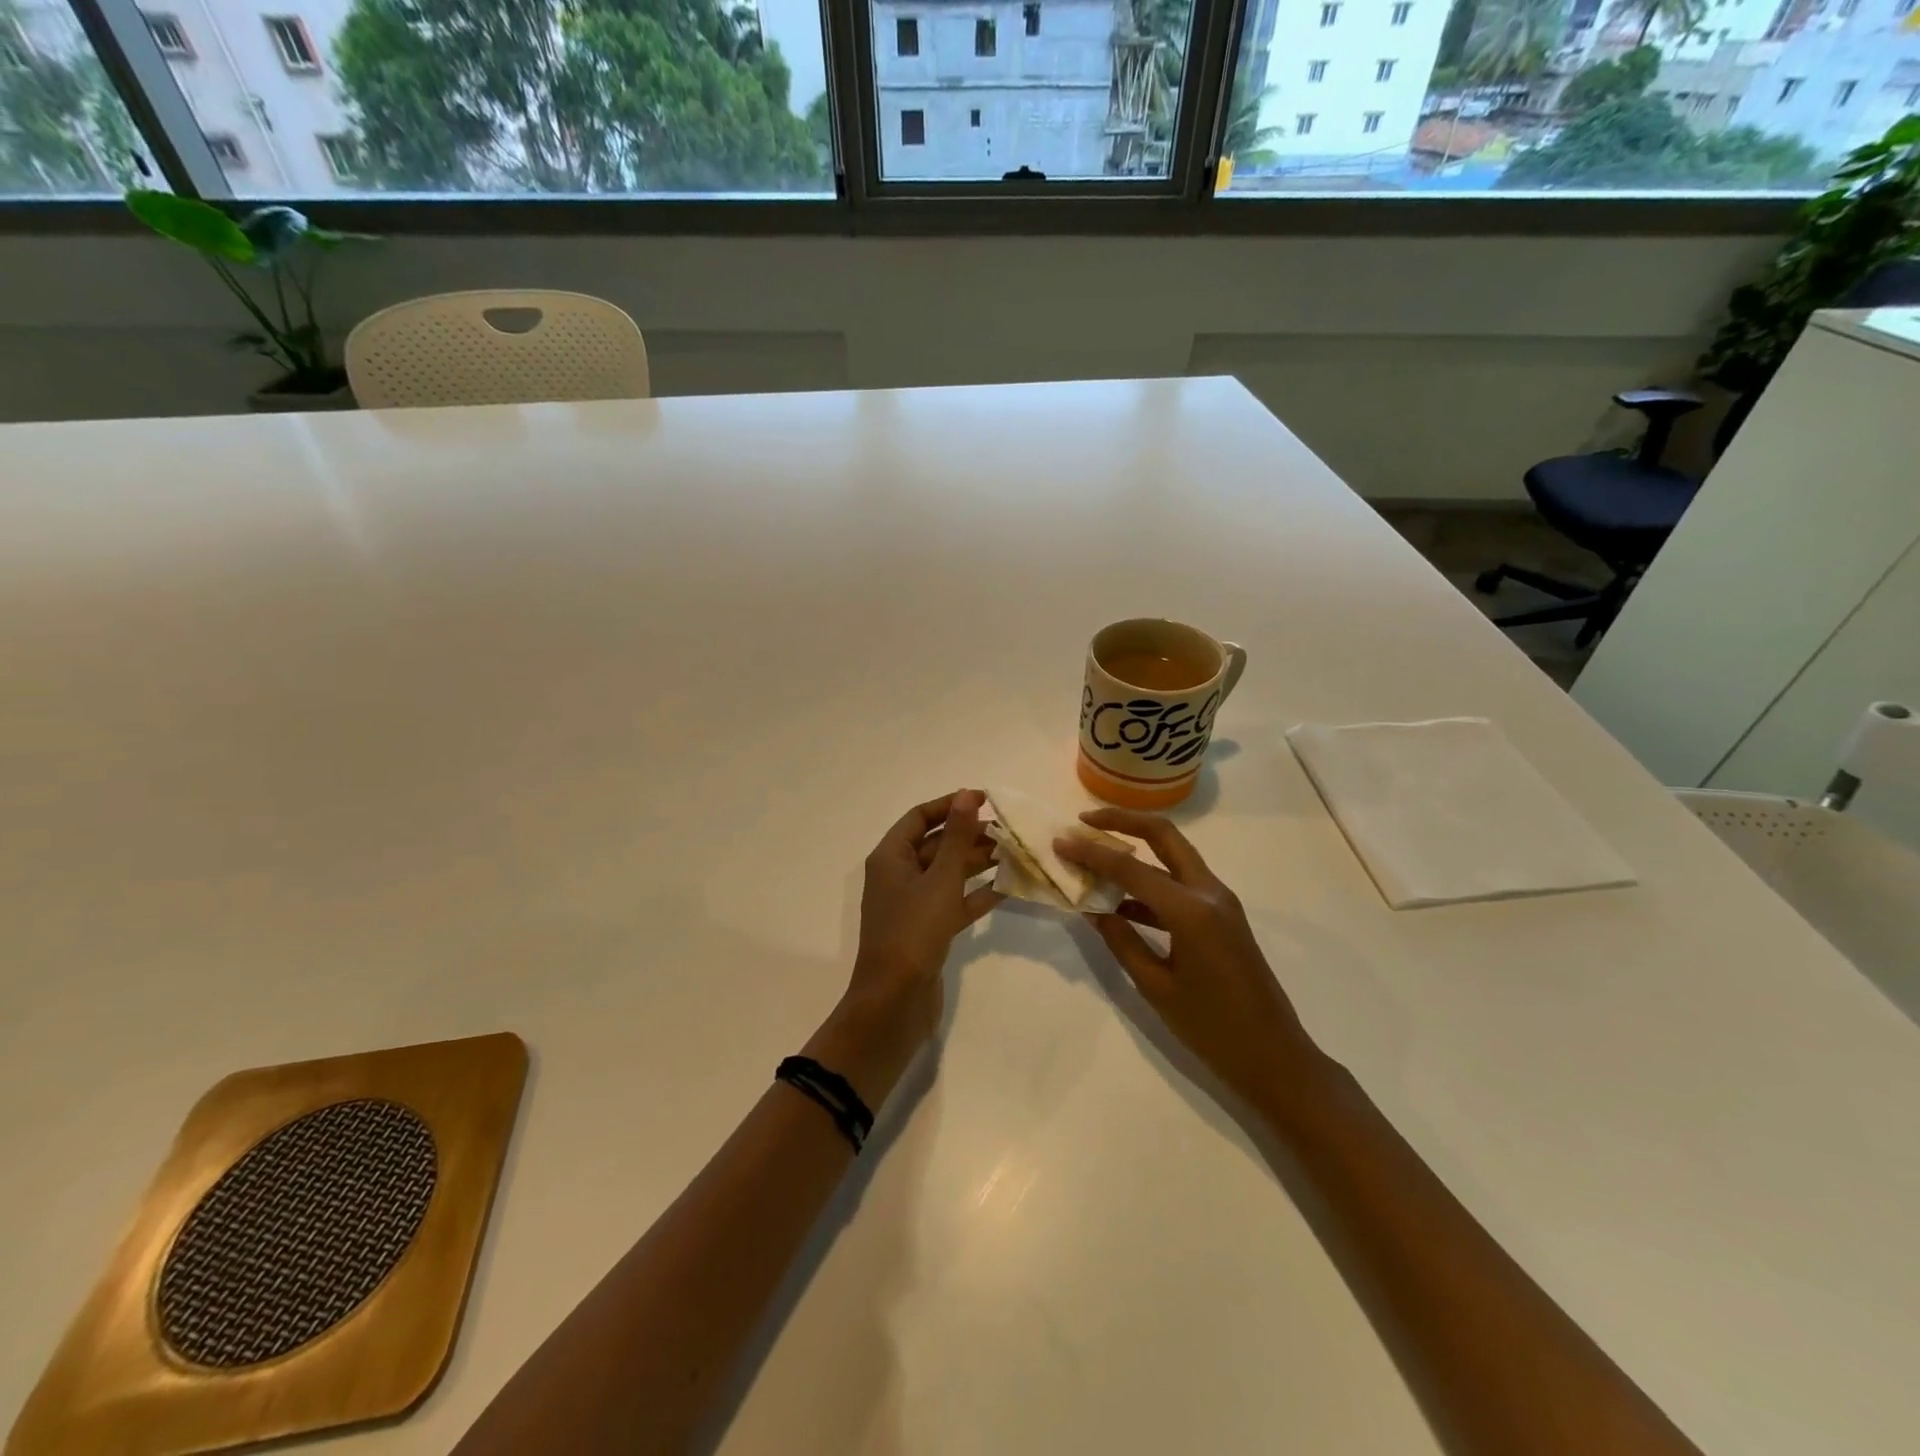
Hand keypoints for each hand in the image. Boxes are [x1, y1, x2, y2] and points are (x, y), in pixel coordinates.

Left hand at [808, 791, 999, 1103]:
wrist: (895, 1002)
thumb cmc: (914, 932)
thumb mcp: (940, 879)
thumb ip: (958, 837)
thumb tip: (969, 794)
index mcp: (890, 858)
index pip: (920, 817)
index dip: (950, 805)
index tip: (986, 800)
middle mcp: (898, 876)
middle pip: (936, 845)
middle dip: (970, 835)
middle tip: (1009, 830)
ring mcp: (912, 906)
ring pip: (947, 874)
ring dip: (977, 863)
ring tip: (1014, 853)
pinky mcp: (927, 931)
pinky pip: (954, 903)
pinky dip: (976, 895)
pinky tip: (1006, 888)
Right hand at [1055, 810, 1316, 1102]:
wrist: (1275, 1058)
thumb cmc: (1212, 1029)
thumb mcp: (1156, 986)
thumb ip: (1120, 941)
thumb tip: (1091, 908)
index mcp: (1191, 910)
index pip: (1131, 869)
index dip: (1091, 853)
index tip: (1060, 842)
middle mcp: (1209, 892)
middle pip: (1164, 836)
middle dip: (1123, 822)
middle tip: (1085, 821)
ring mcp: (1220, 902)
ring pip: (1174, 856)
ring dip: (1136, 849)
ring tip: (1095, 855)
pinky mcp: (1222, 916)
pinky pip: (1181, 883)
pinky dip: (1150, 881)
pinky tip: (1120, 901)